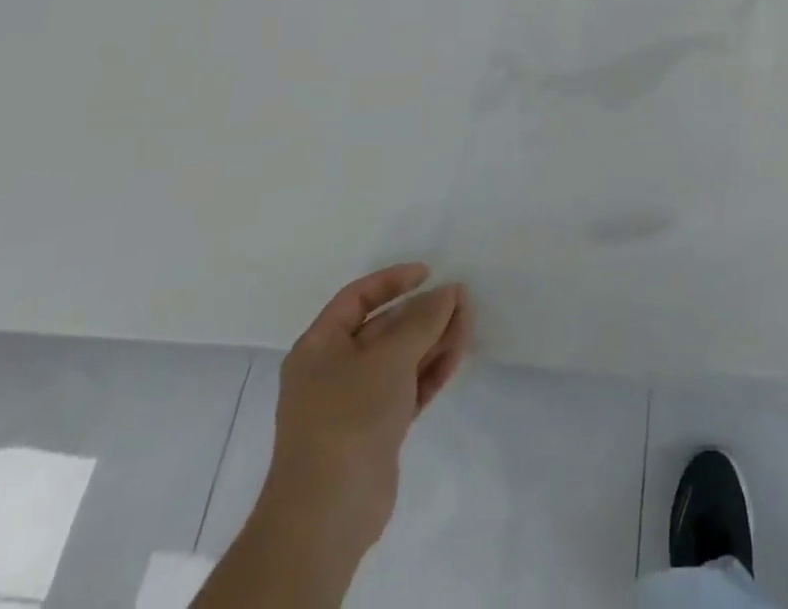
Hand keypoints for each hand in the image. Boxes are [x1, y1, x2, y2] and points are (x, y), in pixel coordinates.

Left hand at [258, 263, 470, 559]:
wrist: (328, 514)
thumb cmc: (349, 417)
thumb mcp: (390, 357)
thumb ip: (424, 319)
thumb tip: (450, 291)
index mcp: (320, 347)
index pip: (358, 298)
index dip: (393, 281)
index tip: (430, 273)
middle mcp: (333, 370)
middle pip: (385, 328)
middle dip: (423, 313)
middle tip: (462, 301)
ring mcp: (355, 402)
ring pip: (400, 358)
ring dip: (433, 340)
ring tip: (468, 325)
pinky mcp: (376, 429)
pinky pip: (407, 387)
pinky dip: (430, 371)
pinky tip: (457, 356)